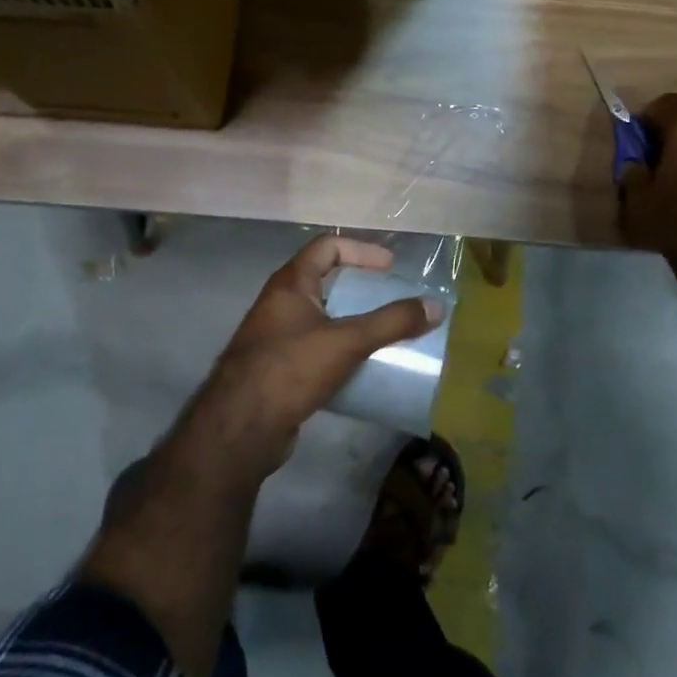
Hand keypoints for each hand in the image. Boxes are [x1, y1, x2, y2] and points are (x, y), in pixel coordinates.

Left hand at [193, 236, 443, 474]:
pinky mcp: (278, 370)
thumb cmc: (290, 369)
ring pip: (322, 319)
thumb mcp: (347, 340)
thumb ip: (392, 323)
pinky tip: (360, 369)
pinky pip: (316, 349)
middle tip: (391, 301)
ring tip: (383, 335)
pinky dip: (340, 352)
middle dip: (360, 290)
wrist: (240, 429)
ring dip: (352, 323)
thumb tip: (436, 307)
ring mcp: (276, 338)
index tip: (390, 268)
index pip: (327, 247)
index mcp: (290, 284)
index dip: (361, 250)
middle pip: (325, 282)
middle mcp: (279, 304)